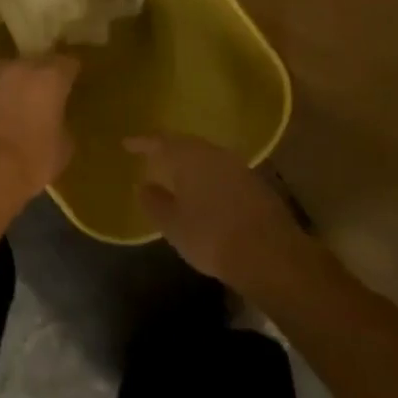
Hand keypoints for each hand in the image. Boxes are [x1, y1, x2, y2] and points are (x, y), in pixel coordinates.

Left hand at [0, 56, 78, 213]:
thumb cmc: (28, 162)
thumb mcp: (61, 149)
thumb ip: (61, 125)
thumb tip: (54, 121)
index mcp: (48, 78)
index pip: (67, 62)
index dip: (70, 72)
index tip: (72, 82)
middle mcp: (17, 68)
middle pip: (33, 65)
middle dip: (38, 79)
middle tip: (41, 99)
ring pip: (3, 74)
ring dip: (9, 87)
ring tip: (11, 108)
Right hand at [127, 134, 303, 288]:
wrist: (270, 255)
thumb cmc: (211, 236)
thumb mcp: (173, 224)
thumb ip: (154, 202)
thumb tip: (144, 185)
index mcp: (190, 157)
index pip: (160, 142)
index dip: (142, 143)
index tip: (127, 144)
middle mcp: (215, 154)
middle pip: (186, 144)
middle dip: (168, 149)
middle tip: (152, 156)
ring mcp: (239, 167)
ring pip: (207, 157)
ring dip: (191, 162)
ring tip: (177, 173)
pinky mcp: (257, 184)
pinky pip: (223, 171)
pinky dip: (209, 176)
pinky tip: (205, 191)